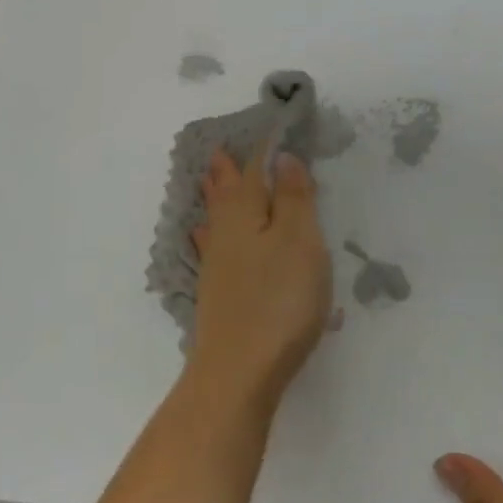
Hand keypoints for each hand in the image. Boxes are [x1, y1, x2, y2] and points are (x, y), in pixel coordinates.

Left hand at [186, 148, 332, 407]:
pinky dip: (210, 234)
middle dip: (227, 172)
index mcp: (246, 212)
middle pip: (226, 193)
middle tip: (219, 152)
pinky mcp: (217, 294)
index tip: (268, 131)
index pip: (254, 170)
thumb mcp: (299, 240)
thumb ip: (293, 197)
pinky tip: (203, 238)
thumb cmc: (278, 299)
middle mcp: (225, 232)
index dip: (264, 150)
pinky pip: (212, 247)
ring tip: (210, 181)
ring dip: (216, 198)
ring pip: (216, 219)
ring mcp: (217, 265)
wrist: (238, 371)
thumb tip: (283, 157)